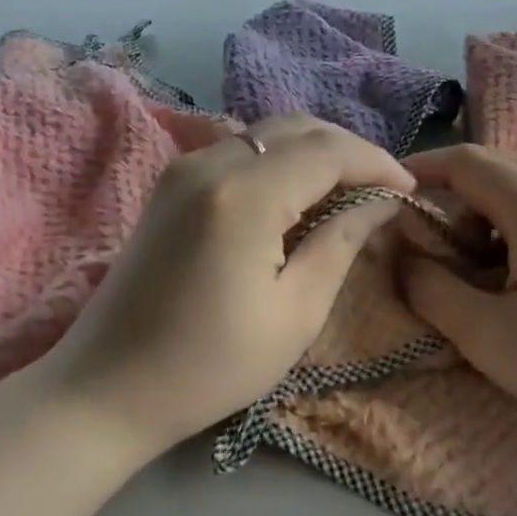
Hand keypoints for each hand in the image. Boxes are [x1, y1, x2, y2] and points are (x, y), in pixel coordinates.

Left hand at [35, 115, 415, 454]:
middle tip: (381, 189)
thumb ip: (343, 242)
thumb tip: (382, 201)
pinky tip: (296, 195)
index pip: (328, 150)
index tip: (408, 190)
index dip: (376, 163)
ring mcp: (182, 169)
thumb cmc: (210, 365)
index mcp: (245, 194)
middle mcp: (210, 163)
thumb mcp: (295, 313)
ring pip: (265, 134)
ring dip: (312, 151)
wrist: (107, 387)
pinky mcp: (168, 185)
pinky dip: (277, 161)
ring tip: (347, 191)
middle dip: (347, 150)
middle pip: (297, 128)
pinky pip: (237, 151)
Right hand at [402, 145, 516, 493]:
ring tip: (493, 257)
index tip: (391, 197)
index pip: (465, 161)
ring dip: (498, 203)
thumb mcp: (489, 338)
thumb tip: (400, 254)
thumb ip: (431, 289)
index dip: (421, 171)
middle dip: (457, 196)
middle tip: (444, 250)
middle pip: (499, 164)